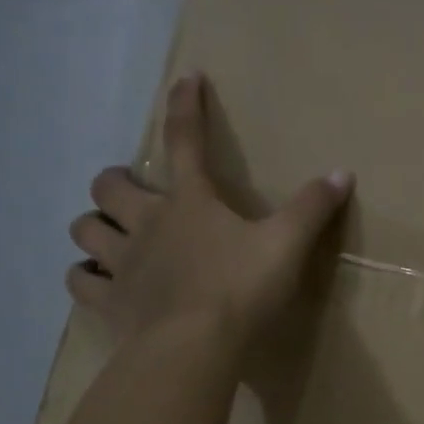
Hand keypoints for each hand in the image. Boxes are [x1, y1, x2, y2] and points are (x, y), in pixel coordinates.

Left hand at [66, 73, 352, 348]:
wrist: (196, 346)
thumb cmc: (242, 288)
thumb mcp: (287, 245)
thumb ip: (312, 208)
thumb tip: (342, 173)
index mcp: (190, 203)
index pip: (185, 141)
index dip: (185, 106)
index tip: (187, 78)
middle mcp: (147, 224)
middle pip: (109, 187)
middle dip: (115, 182)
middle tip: (130, 191)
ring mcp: (123, 264)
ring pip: (85, 230)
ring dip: (94, 226)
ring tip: (108, 233)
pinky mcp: (111, 302)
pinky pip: (81, 283)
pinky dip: (85, 277)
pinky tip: (95, 280)